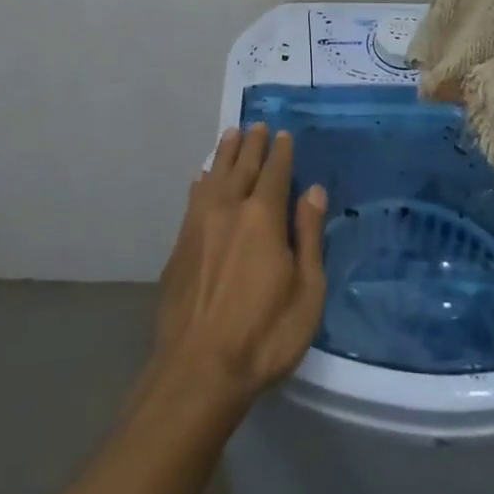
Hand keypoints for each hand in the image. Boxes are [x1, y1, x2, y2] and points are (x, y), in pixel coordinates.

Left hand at [153, 125, 327, 403]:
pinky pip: (194, 197)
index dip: (281, 152)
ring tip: (231, 135)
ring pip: (213, 175)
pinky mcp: (180, 243)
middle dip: (252, 144)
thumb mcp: (306, 292)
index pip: (274, 172)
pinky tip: (202, 178)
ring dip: (224, 153)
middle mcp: (228, 208)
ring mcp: (199, 224)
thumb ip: (308, 235)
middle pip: (242, 165)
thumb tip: (313, 191)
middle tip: (257, 125)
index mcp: (263, 216)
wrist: (199, 368)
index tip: (283, 134)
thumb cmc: (264, 335)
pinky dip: (202, 180)